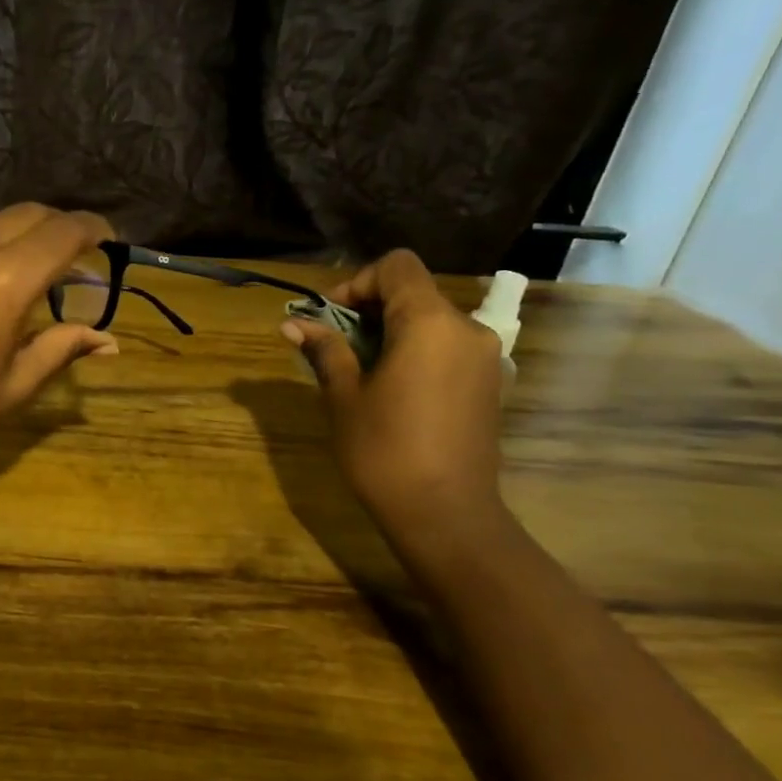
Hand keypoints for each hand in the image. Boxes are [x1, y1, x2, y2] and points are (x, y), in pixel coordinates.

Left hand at [0, 204, 119, 469]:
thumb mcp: (13, 385)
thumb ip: (62, 348)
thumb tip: (107, 340)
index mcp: (4, 279)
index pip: (63, 232)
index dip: (94, 229)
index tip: (109, 240)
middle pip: (26, 214)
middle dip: (58, 227)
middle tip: (72, 258)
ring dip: (15, 236)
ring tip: (23, 271)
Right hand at [281, 249, 504, 531]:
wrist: (445, 513)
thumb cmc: (384, 450)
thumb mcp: (343, 397)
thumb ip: (325, 350)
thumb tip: (292, 323)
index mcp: (429, 323)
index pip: (397, 267)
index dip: (358, 282)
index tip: (331, 318)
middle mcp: (466, 329)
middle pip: (414, 292)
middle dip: (370, 310)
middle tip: (335, 347)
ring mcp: (484, 357)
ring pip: (430, 320)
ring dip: (391, 332)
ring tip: (359, 371)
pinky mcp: (489, 383)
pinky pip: (446, 347)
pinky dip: (415, 352)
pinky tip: (392, 389)